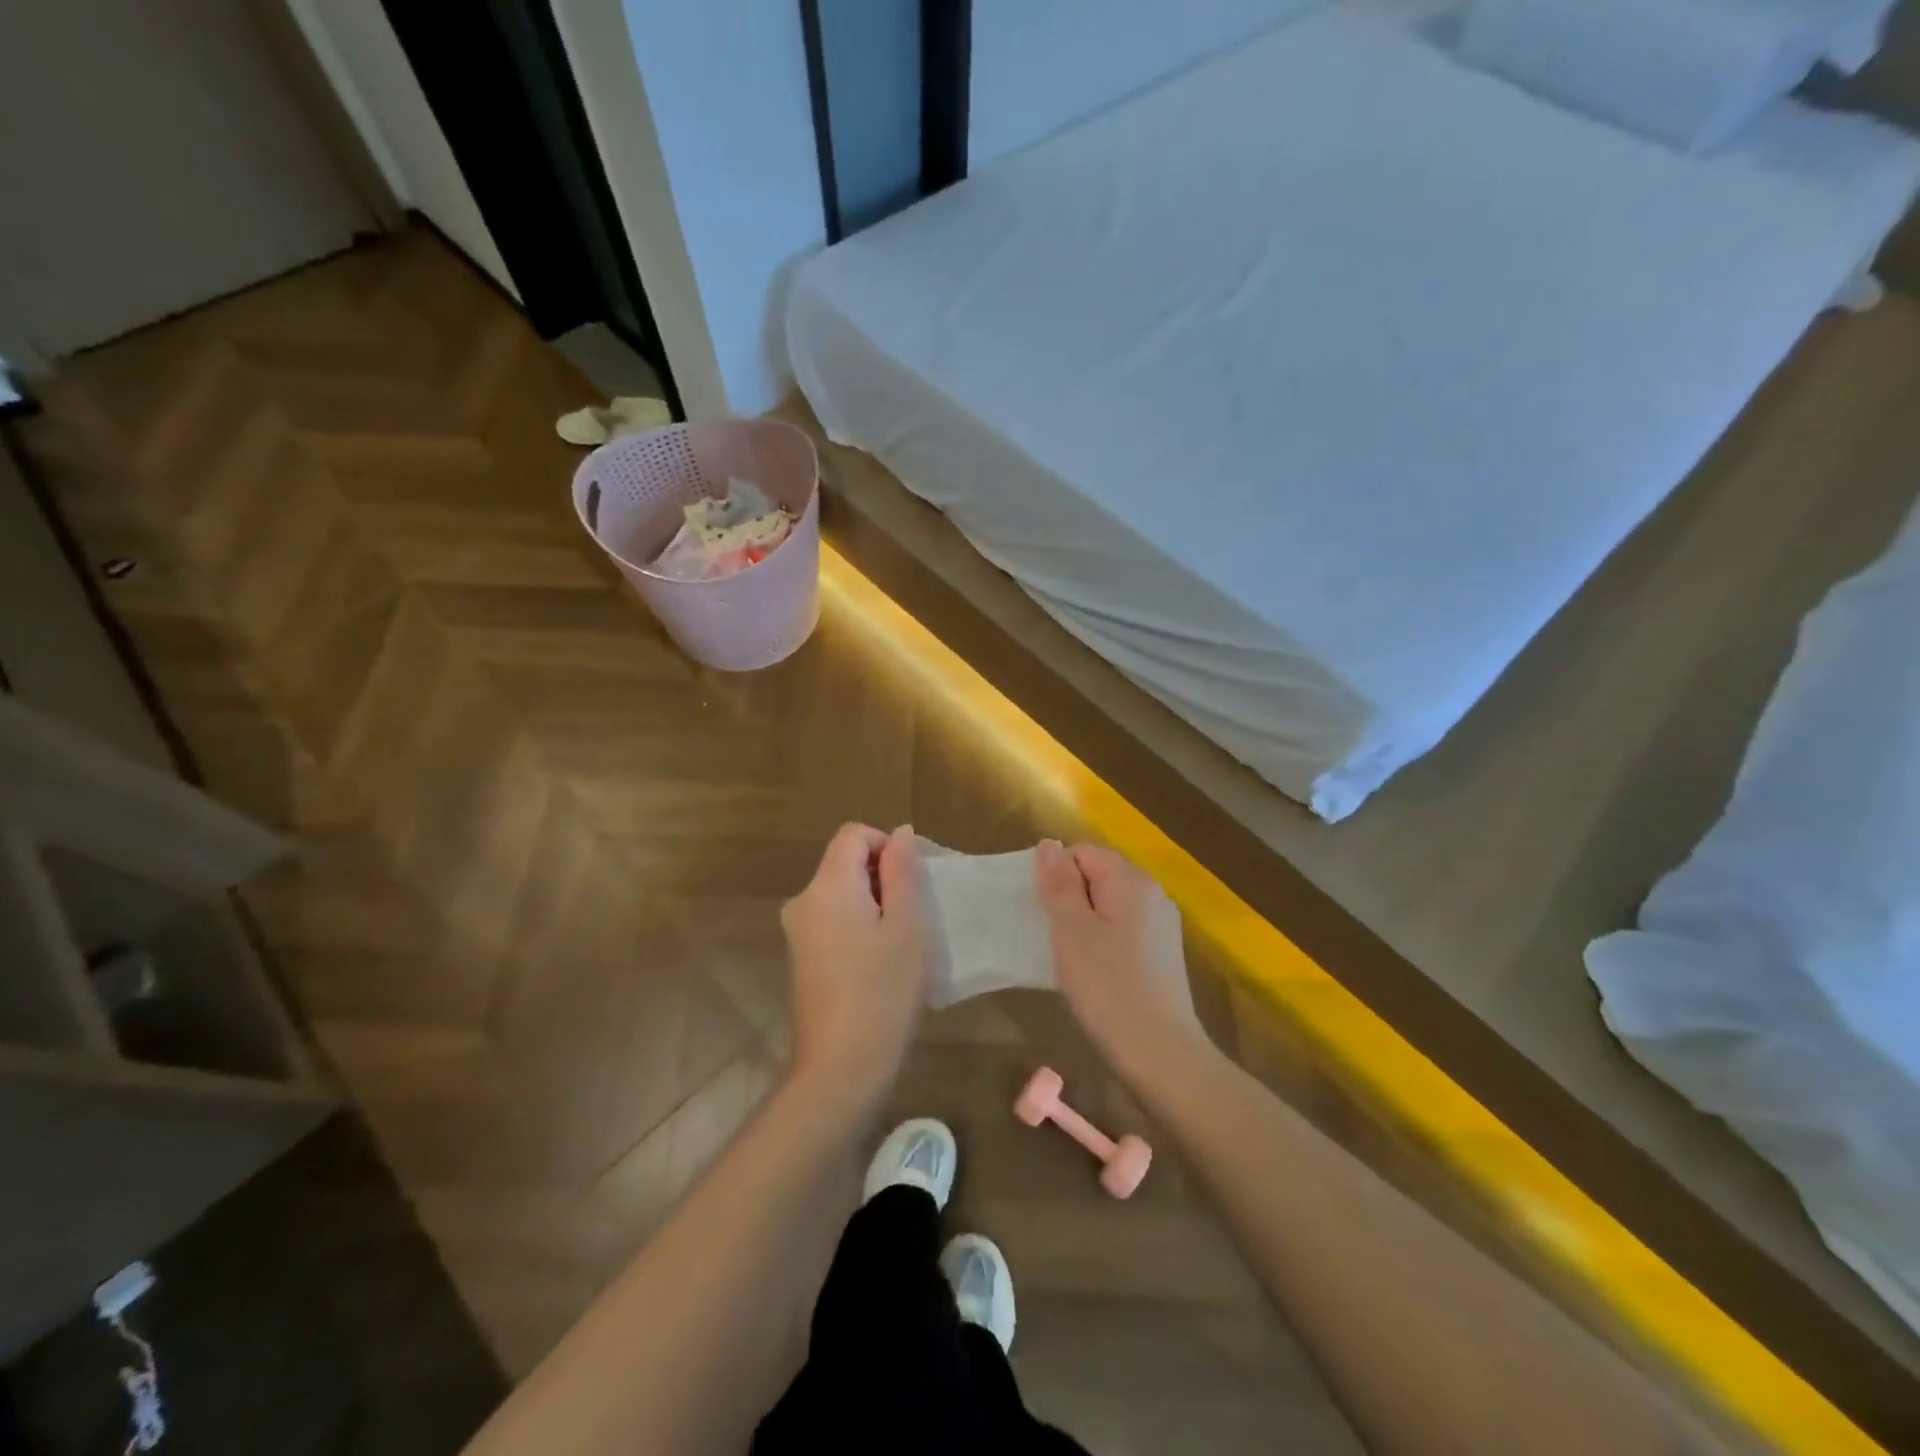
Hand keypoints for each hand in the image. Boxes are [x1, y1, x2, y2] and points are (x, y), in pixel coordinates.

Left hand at [781, 823, 927, 1112]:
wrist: (840, 1066)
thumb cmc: (883, 990)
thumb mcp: (906, 925)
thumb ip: (902, 871)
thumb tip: (901, 833)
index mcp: (827, 886)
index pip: (853, 834)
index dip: (886, 844)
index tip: (911, 881)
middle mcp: (803, 900)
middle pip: (844, 861)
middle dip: (882, 876)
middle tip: (912, 915)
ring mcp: (797, 931)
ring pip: (840, 892)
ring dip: (872, 902)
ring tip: (899, 942)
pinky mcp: (800, 957)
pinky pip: (831, 919)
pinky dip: (857, 925)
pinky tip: (878, 963)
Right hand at [1034, 840, 1202, 1073]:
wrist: (1160, 1052)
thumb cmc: (1107, 986)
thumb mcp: (1071, 930)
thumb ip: (1059, 883)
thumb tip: (1049, 844)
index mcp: (1130, 880)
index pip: (1082, 852)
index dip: (1056, 877)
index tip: (1044, 914)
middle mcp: (1152, 893)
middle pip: (1098, 875)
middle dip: (1070, 898)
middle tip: (1054, 937)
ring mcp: (1162, 923)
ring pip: (1110, 904)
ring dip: (1085, 922)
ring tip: (1071, 957)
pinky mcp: (1163, 952)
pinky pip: (1124, 929)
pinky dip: (1104, 940)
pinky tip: (1096, 972)